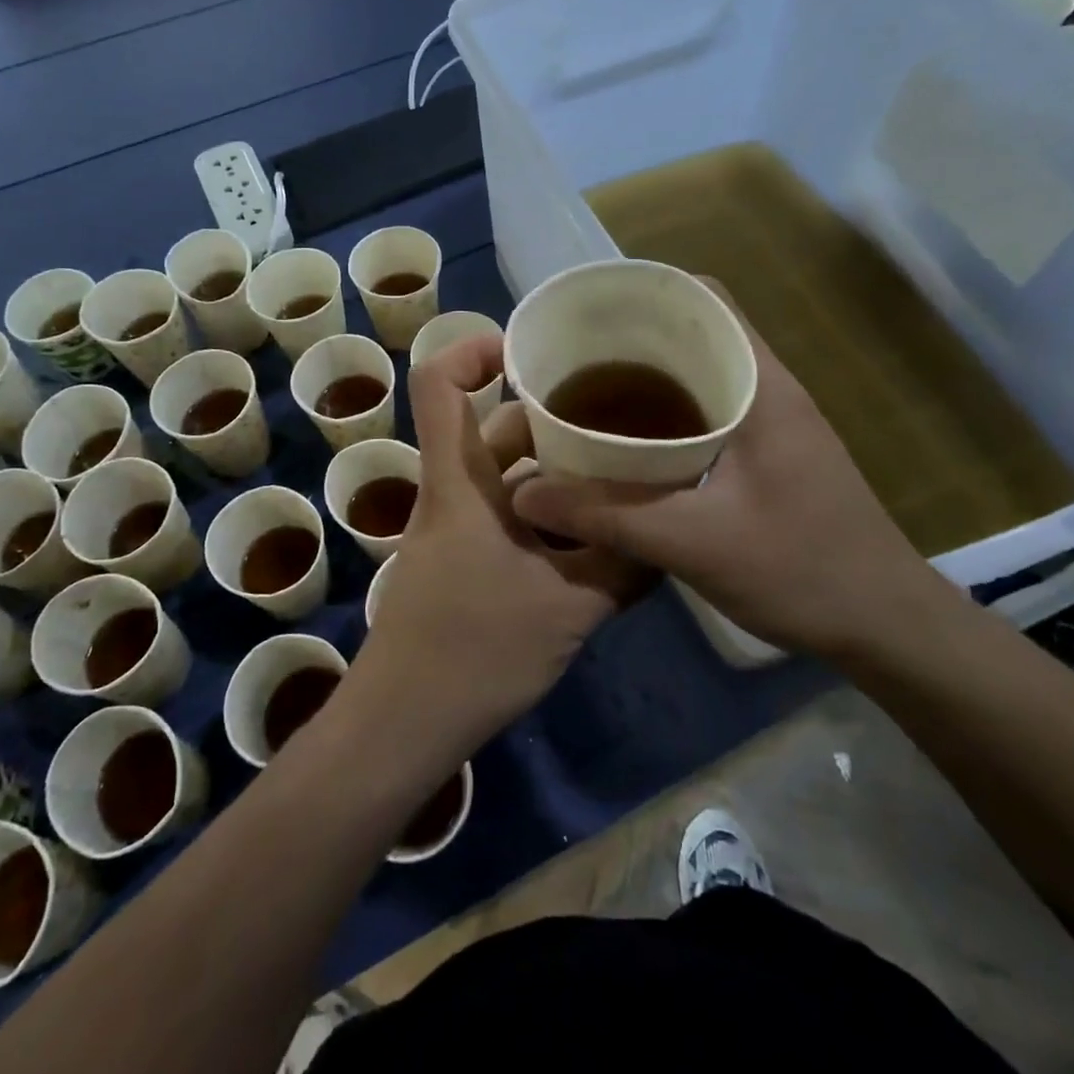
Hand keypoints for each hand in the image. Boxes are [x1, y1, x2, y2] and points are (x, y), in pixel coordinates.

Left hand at [343, 334, 654, 768]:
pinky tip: (597, 529)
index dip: (472, 348)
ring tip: (620, 467)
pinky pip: (509, 512)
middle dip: (548, 414)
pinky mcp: (464, 560)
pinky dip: (547, 508)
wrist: (404, 725)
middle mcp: (453, 493)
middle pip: (492, 427)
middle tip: (614, 414)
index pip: (439, 385)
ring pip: (506, 474)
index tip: (528, 349)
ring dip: (555, 467)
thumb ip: (622, 565)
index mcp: (460, 483)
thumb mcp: (567, 608)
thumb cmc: (474, 652)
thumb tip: (670, 531)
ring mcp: (456, 529)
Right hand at [511, 300, 943, 661]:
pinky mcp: (768, 456)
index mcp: (761, 385)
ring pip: (700, 376)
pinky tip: (627, 448)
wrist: (885, 625)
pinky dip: (665, 416)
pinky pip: (706, 414)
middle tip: (569, 359)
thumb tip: (524, 494)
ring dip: (648, 379)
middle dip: (633, 337)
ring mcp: (772, 423)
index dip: (647, 292)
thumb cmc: (802, 570)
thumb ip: (608, 516)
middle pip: (696, 333)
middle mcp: (768, 389)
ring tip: (585, 395)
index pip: (707, 299)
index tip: (588, 312)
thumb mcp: (694, 544)